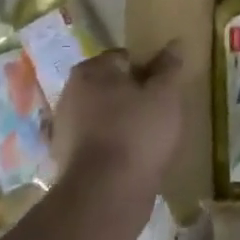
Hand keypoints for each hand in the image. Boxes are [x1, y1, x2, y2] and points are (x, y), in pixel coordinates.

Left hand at [48, 44, 186, 195]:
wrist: (105, 195)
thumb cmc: (137, 133)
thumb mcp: (164, 95)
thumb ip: (169, 67)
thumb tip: (174, 44)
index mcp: (90, 71)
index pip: (125, 57)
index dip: (149, 69)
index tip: (166, 88)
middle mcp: (70, 93)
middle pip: (111, 85)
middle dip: (134, 95)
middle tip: (161, 112)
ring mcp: (64, 128)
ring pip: (103, 115)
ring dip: (123, 122)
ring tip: (150, 138)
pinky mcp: (66, 158)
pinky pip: (97, 142)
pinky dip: (113, 146)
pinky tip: (132, 159)